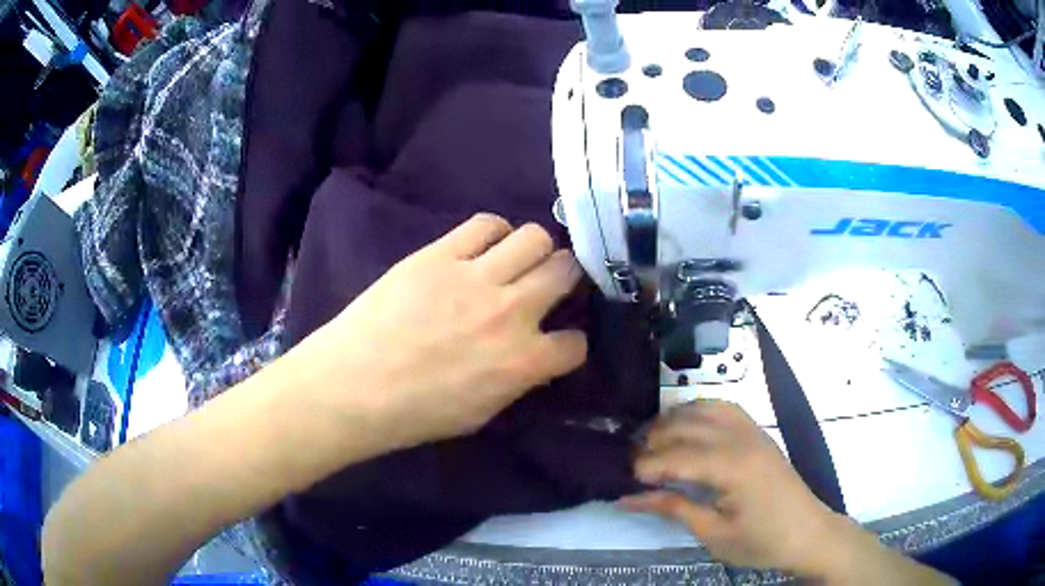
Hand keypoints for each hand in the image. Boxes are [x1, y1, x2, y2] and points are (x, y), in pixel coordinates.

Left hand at [300, 213, 587, 450]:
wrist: (353, 385)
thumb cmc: (413, 413)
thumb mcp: (480, 413)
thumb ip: (517, 380)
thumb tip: (531, 357)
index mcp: (523, 362)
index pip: (576, 343)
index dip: (570, 342)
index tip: (558, 341)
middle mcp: (511, 312)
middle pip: (565, 271)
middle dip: (565, 277)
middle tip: (547, 284)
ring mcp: (476, 277)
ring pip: (535, 237)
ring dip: (534, 250)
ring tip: (516, 261)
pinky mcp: (440, 254)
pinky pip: (485, 224)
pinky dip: (494, 232)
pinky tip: (483, 246)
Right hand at [620, 400, 848, 576]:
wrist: (808, 533)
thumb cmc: (762, 541)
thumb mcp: (714, 534)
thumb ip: (674, 509)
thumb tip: (629, 498)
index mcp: (733, 467)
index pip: (677, 457)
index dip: (645, 466)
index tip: (622, 479)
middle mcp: (742, 439)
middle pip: (686, 426)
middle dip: (652, 440)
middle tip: (629, 462)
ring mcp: (752, 431)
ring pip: (703, 409)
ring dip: (672, 420)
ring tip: (651, 441)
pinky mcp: (758, 432)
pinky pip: (724, 408)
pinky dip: (698, 410)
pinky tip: (686, 425)